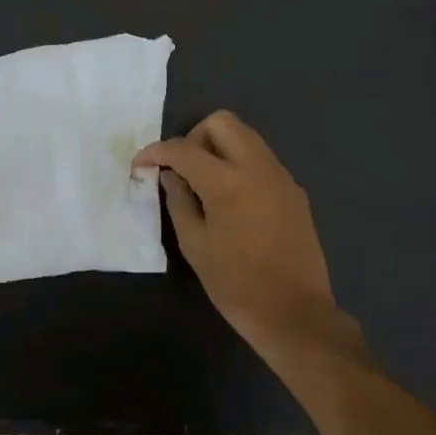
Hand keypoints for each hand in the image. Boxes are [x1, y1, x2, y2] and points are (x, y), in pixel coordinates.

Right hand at [134, 111, 363, 368]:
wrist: (294, 312)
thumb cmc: (236, 284)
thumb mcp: (195, 245)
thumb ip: (179, 202)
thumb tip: (171, 176)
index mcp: (228, 181)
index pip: (184, 149)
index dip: (156, 152)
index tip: (141, 165)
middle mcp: (258, 167)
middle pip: (222, 122)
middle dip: (194, 137)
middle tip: (182, 169)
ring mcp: (281, 176)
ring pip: (246, 137)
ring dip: (219, 148)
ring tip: (205, 184)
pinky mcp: (294, 191)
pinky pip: (262, 160)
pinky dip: (240, 165)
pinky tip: (233, 201)